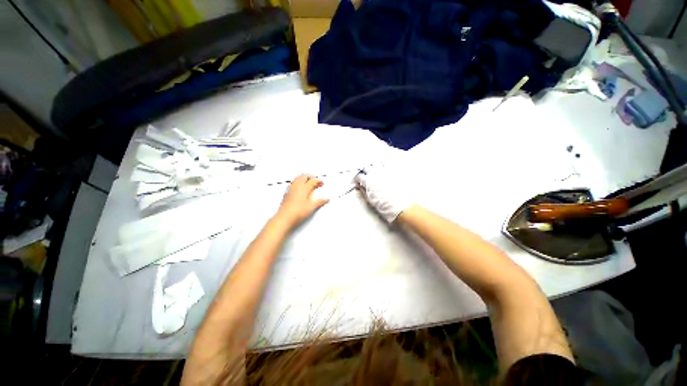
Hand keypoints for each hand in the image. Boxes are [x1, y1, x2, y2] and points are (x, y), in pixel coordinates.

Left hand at [275, 174, 328, 226]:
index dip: (318, 181)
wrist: (285, 218)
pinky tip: (298, 187)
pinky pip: (292, 183)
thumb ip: (320, 202)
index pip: (313, 181)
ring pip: (297, 178)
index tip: (321, 183)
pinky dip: (297, 182)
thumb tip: (325, 199)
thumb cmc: (296, 212)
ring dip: (303, 178)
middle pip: (304, 176)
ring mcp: (290, 189)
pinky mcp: (286, 193)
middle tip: (315, 180)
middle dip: (311, 177)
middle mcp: (297, 186)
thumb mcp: (311, 207)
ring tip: (307, 181)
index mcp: (304, 188)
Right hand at [355, 168, 413, 223]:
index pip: (359, 176)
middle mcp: (375, 174)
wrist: (400, 206)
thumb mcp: (370, 200)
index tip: (358, 182)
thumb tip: (359, 187)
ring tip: (374, 169)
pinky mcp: (394, 171)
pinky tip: (384, 165)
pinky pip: (387, 163)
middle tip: (365, 175)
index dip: (357, 179)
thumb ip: (363, 191)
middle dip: (364, 170)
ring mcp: (385, 171)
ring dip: (374, 165)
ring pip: (376, 163)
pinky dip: (384, 163)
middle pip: (366, 167)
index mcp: (368, 181)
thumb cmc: (385, 205)